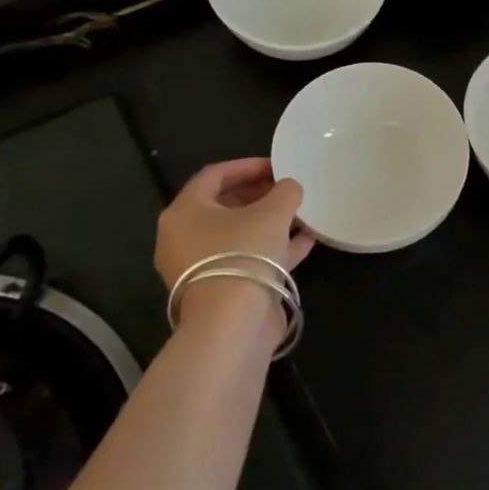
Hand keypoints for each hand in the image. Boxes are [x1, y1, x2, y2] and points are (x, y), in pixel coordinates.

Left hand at [154, 158, 314, 292]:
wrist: (232, 323)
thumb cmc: (244, 253)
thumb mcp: (273, 212)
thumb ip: (285, 191)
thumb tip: (289, 188)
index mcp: (184, 212)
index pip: (214, 175)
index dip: (248, 166)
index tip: (278, 166)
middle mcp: (184, 238)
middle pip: (224, 206)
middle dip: (260, 195)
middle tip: (288, 190)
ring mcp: (201, 267)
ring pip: (238, 235)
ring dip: (270, 223)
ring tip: (301, 214)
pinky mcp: (220, 290)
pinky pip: (247, 259)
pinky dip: (272, 248)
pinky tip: (305, 241)